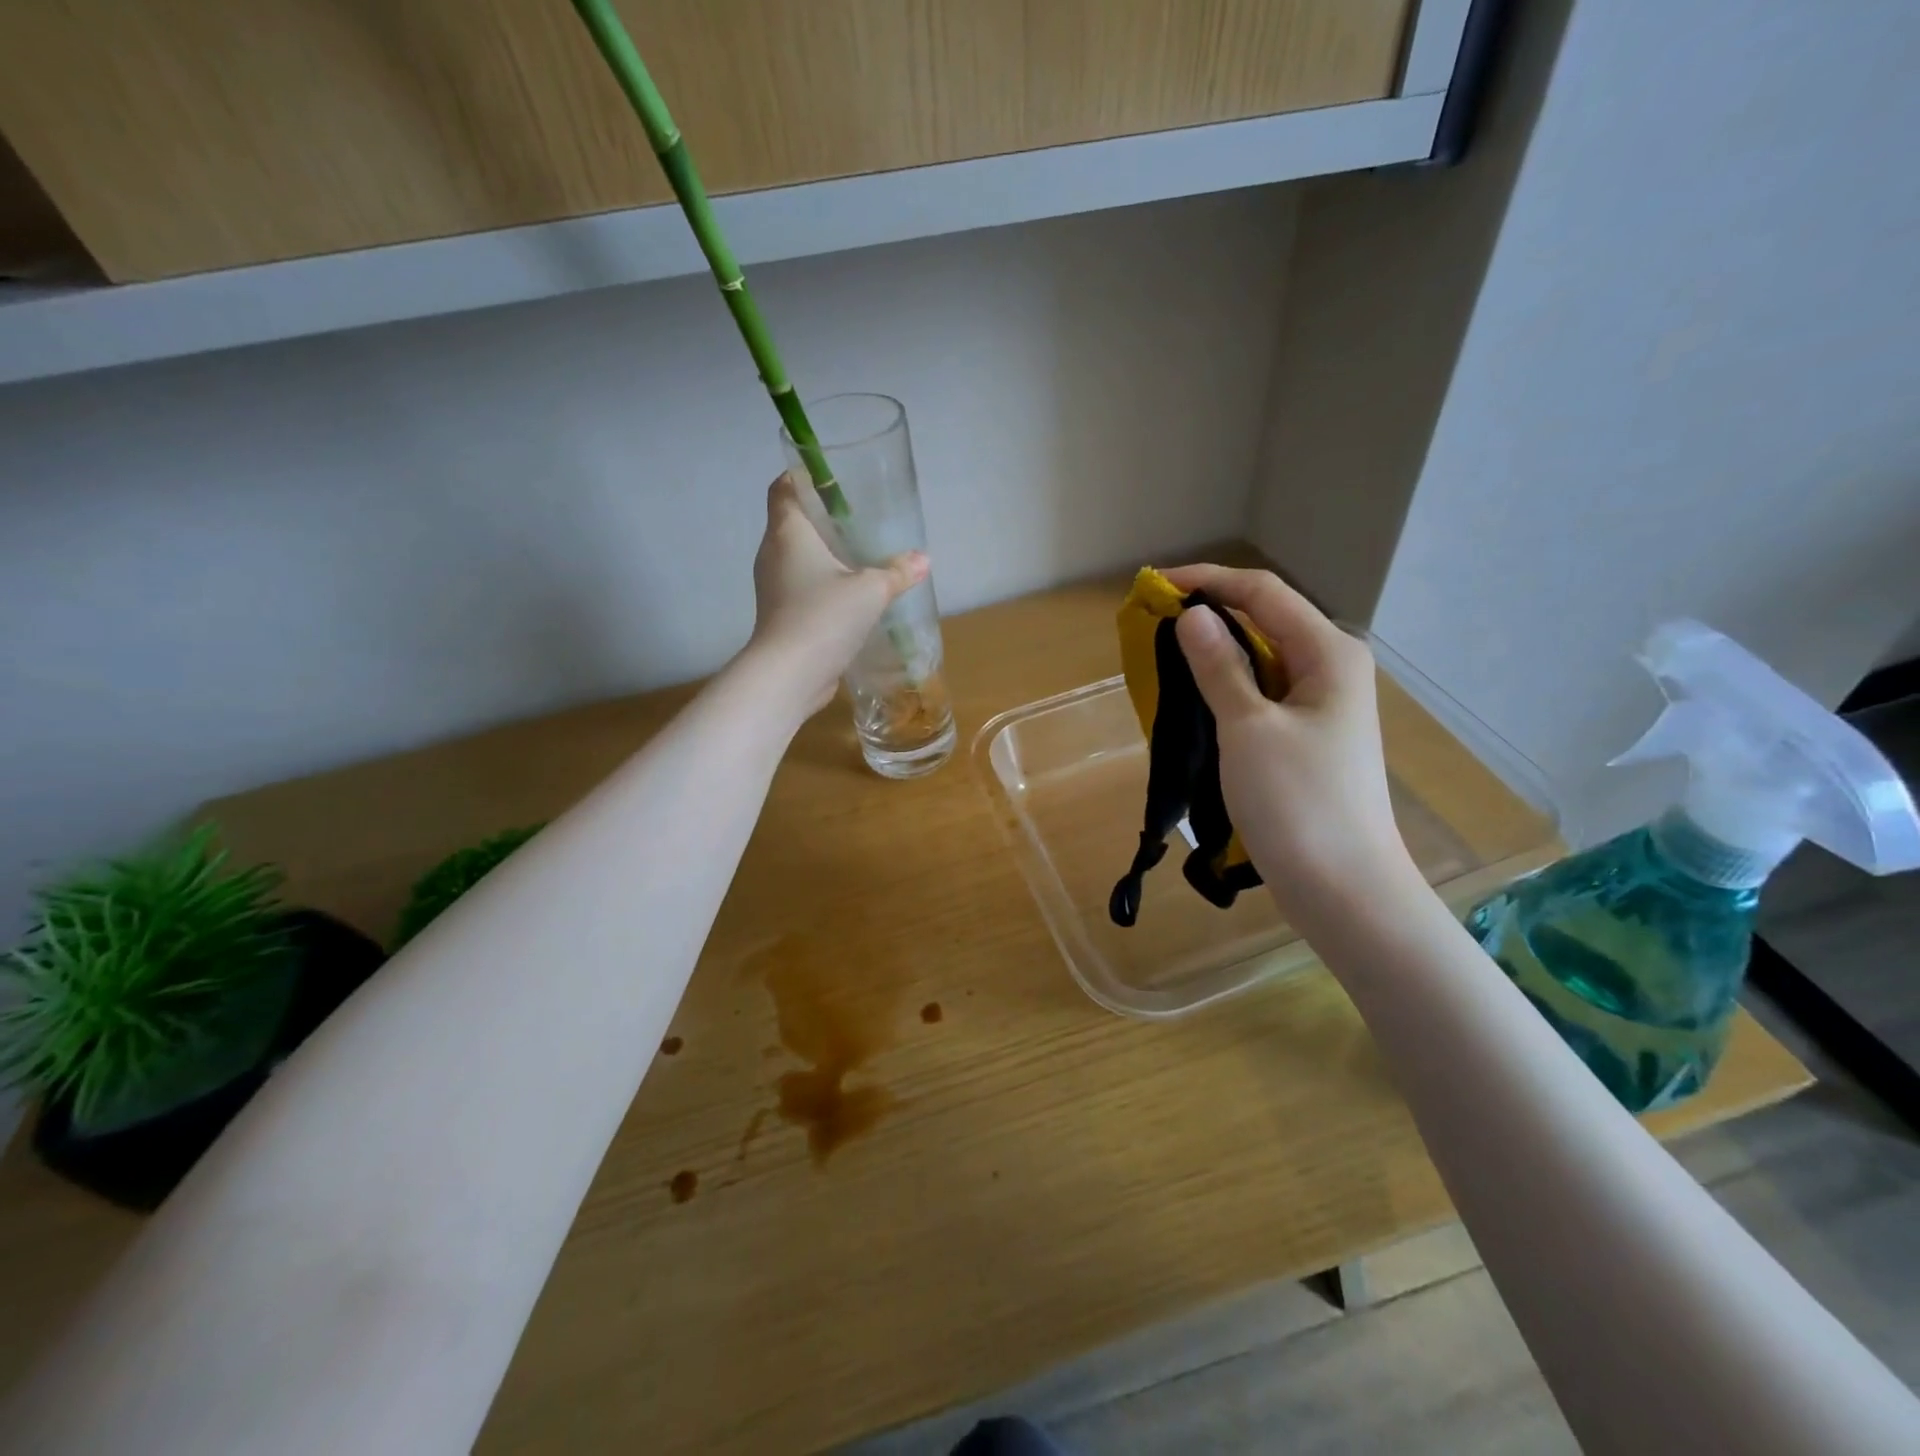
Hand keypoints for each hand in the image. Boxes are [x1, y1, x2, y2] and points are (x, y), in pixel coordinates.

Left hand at [746, 474, 928, 713]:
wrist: (790, 674)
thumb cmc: (825, 616)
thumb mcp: (871, 590)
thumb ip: (897, 572)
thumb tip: (923, 559)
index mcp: (788, 533)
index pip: (783, 489)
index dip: (802, 477)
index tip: (831, 480)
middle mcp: (773, 554)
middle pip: (792, 522)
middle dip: (823, 518)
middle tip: (859, 520)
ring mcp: (774, 587)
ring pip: (798, 558)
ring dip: (825, 555)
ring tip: (860, 558)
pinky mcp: (781, 615)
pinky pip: (802, 587)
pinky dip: (823, 585)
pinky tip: (851, 597)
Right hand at [1165, 564, 1416, 922]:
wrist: (1342, 887)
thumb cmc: (1297, 802)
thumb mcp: (1248, 727)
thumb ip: (1219, 666)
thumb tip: (1192, 614)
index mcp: (1328, 653)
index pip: (1263, 593)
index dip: (1208, 581)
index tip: (1154, 586)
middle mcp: (1330, 668)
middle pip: (1264, 621)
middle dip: (1208, 616)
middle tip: (1151, 625)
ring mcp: (1321, 705)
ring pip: (1260, 660)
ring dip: (1214, 654)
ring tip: (1164, 658)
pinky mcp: (1307, 738)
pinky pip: (1261, 695)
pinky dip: (1226, 688)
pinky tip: (1194, 699)